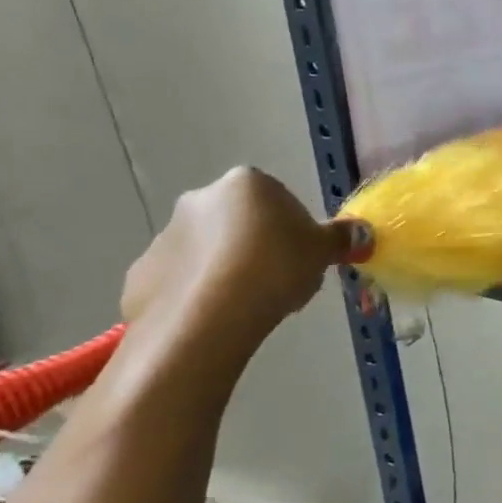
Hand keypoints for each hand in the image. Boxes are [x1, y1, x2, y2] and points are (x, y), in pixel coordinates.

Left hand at [121, 167, 368, 352]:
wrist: (207, 318)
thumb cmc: (275, 269)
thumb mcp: (322, 251)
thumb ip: (341, 238)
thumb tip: (361, 232)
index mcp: (247, 184)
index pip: (278, 199)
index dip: (294, 230)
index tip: (302, 258)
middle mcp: (200, 199)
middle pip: (239, 222)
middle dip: (258, 247)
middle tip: (280, 282)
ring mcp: (164, 236)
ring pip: (208, 252)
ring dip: (228, 271)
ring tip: (250, 306)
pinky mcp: (140, 275)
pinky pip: (180, 282)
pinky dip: (198, 295)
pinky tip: (218, 318)